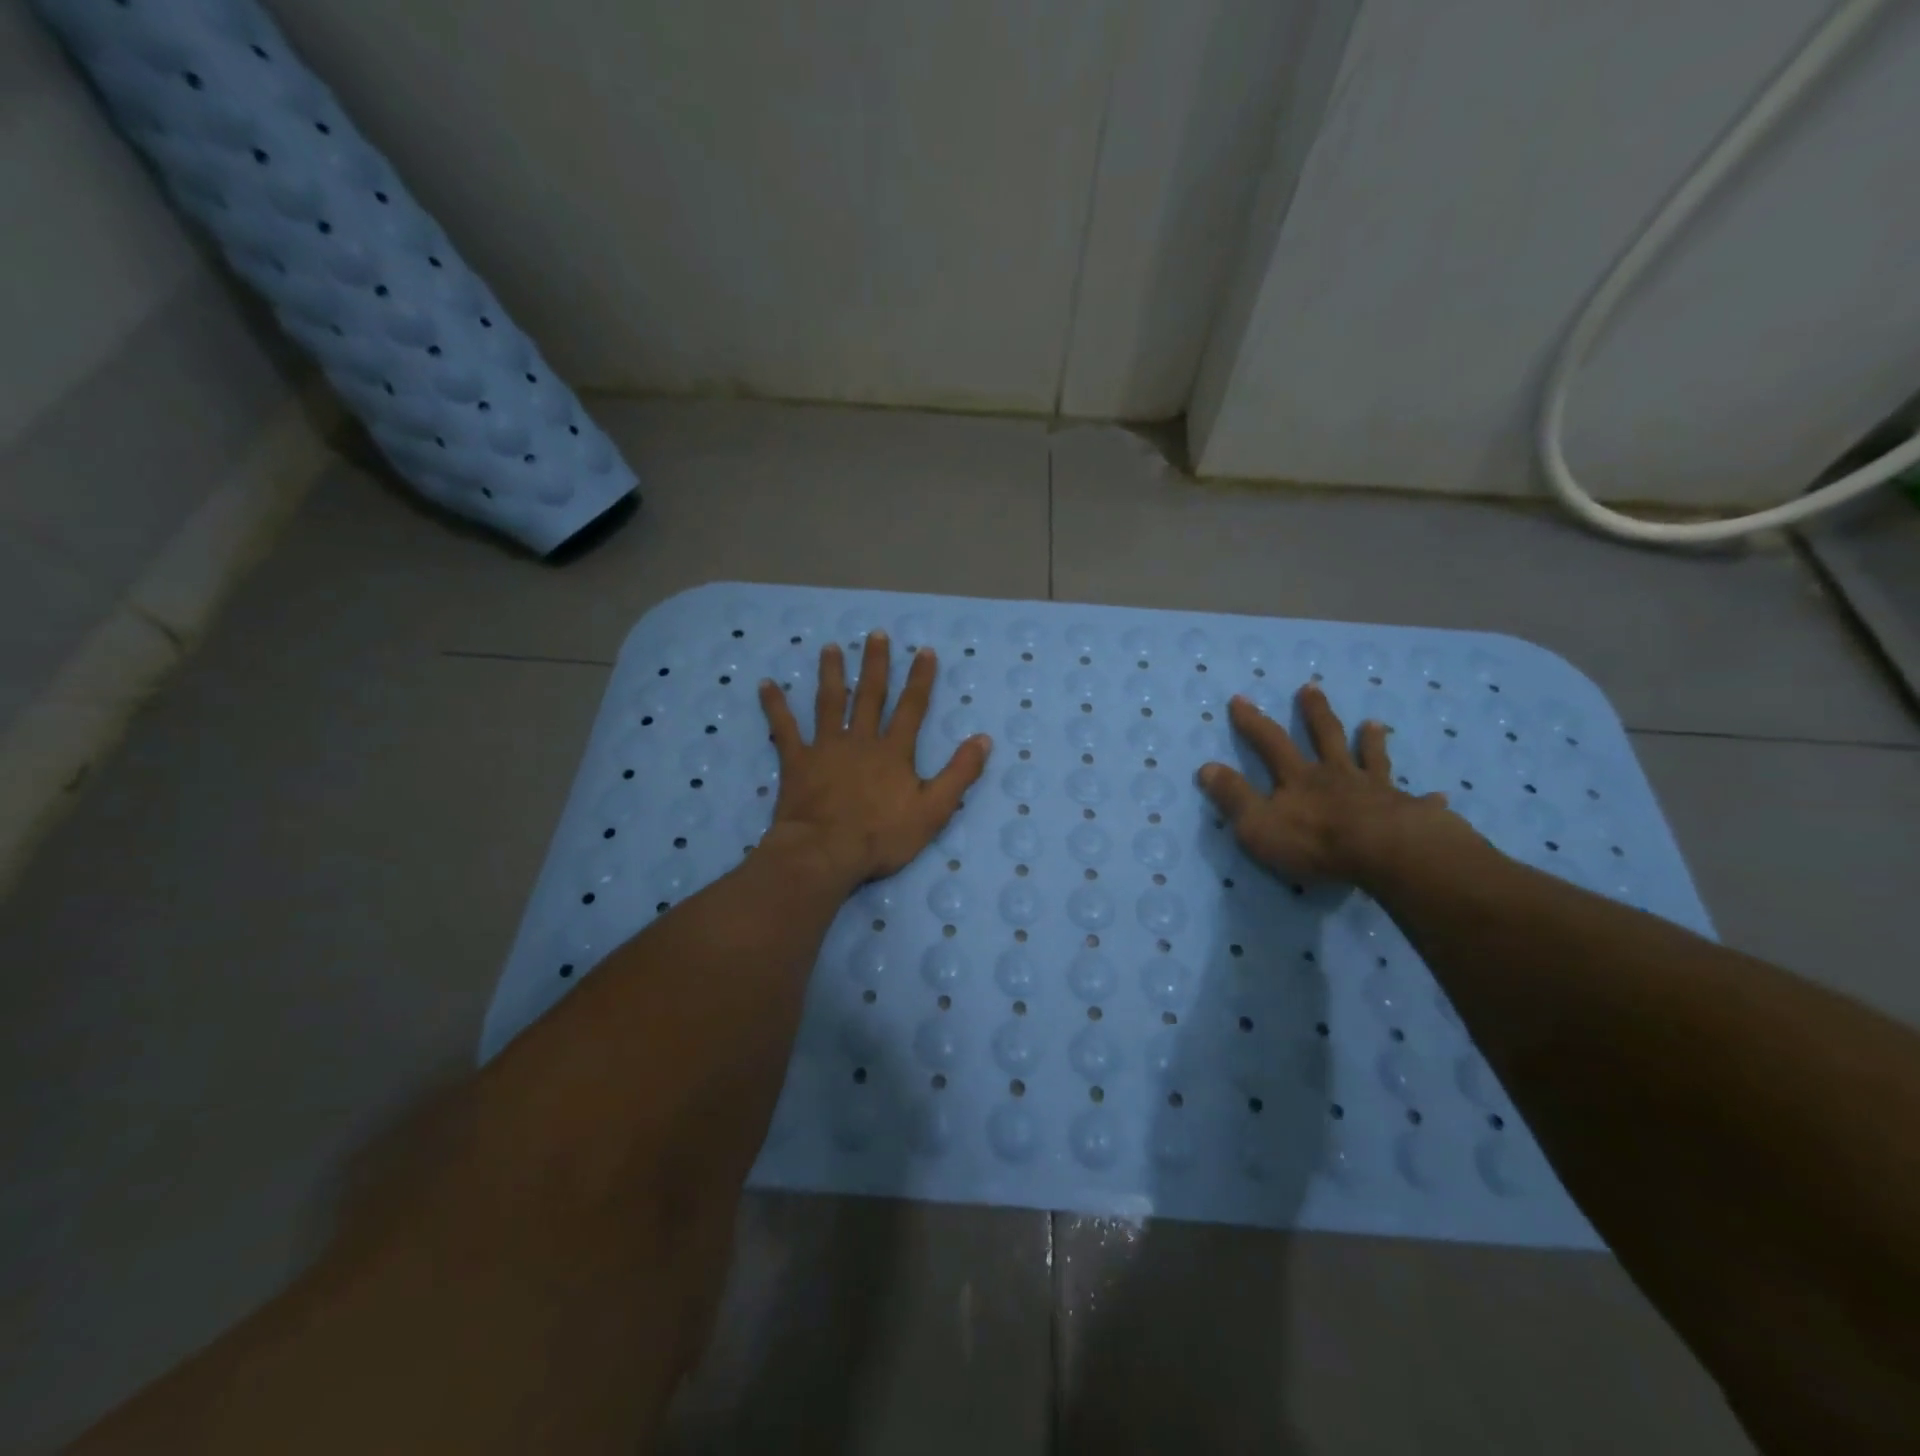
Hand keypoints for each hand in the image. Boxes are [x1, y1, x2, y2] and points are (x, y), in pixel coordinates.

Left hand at [758, 632, 991, 887]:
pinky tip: (766, 684)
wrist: (826, 853)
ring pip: (829, 702)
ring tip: (830, 647)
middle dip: (875, 664)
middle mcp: (860, 740)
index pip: (911, 708)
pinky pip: (783, 729)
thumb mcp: (934, 810)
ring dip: (831, 673)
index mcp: (893, 751)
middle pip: (869, 695)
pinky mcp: (796, 762)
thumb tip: (983, 739)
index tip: (923, 651)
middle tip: (875, 634)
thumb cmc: (882, 836)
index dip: (920, 679)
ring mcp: (825, 748)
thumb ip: (959, 774)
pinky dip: (775, 706)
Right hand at [1198, 684, 1467, 884]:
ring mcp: (1375, 790)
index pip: (1270, 743)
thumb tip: (1206, 767)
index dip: (1253, 721)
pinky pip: (1416, 802)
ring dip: (1369, 741)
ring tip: (1373, 723)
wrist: (1383, 852)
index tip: (1240, 698)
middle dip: (1314, 713)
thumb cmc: (1314, 840)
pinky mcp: (1406, 812)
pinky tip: (1440, 796)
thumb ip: (1233, 796)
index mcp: (1299, 778)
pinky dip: (1425, 799)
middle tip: (1311, 687)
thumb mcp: (1257, 823)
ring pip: (1370, 759)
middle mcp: (1336, 775)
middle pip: (1324, 737)